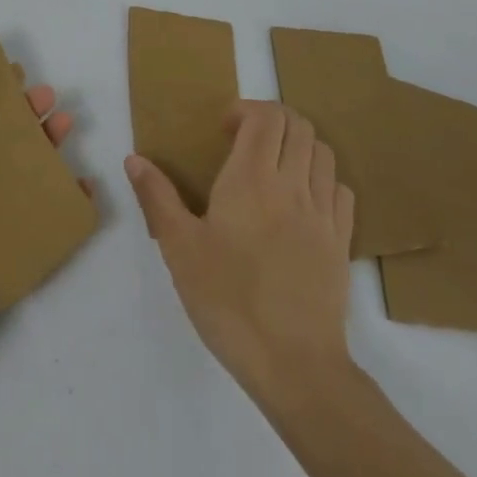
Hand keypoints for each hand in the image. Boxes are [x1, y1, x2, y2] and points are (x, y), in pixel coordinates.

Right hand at [125, 101, 356, 407]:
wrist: (295, 366)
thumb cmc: (229, 301)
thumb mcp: (179, 248)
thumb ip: (157, 197)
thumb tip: (135, 159)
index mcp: (252, 179)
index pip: (266, 117)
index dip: (246, 109)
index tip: (223, 129)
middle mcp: (293, 185)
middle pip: (299, 125)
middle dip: (272, 120)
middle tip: (245, 141)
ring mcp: (324, 214)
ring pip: (324, 152)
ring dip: (299, 145)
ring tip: (273, 167)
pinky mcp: (342, 243)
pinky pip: (341, 190)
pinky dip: (323, 179)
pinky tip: (302, 201)